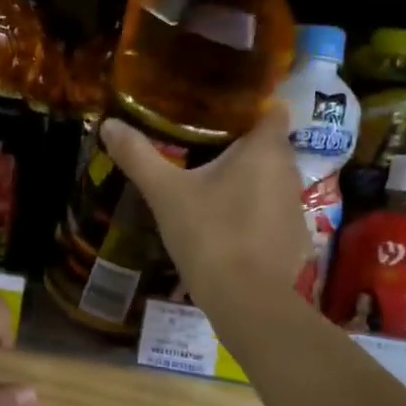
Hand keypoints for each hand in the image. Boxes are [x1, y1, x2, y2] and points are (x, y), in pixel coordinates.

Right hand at [101, 102, 311, 304]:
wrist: (245, 298)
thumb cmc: (208, 233)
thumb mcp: (165, 193)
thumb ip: (138, 156)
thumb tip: (108, 125)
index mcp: (265, 148)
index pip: (274, 108)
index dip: (253, 106)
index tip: (222, 114)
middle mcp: (290, 171)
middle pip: (270, 146)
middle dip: (243, 147)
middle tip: (205, 151)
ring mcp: (297, 208)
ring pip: (273, 182)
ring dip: (250, 183)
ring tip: (215, 191)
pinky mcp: (296, 240)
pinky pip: (275, 215)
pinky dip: (258, 216)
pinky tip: (232, 230)